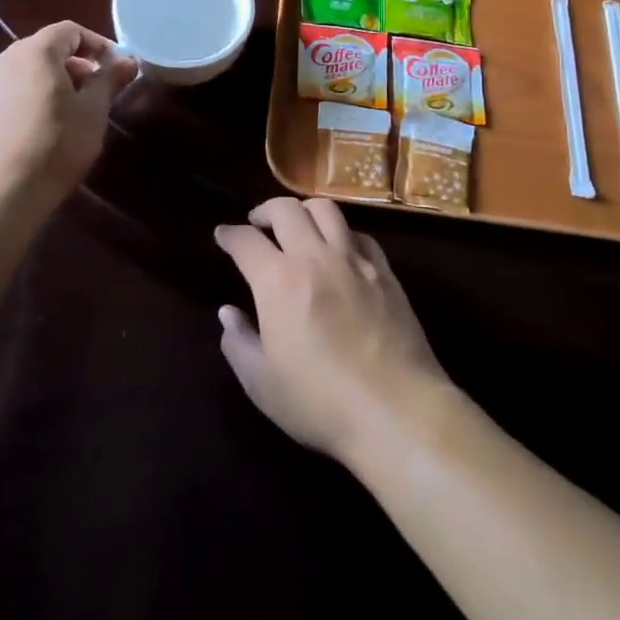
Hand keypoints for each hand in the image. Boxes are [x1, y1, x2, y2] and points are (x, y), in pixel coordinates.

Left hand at [0, 22, 138, 213]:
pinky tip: (44, 127)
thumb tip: (128, 61)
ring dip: (54, 81)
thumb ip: (109, 80)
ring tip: (73, 112)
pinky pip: (11, 89)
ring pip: (27, 70)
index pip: (69, 31)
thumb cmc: (54, 147)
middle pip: (47, 48)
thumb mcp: (92, 113)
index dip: (97, 44)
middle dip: (77, 64)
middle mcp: (4, 59)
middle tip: (98, 91)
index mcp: (34, 52)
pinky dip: (32, 96)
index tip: (115, 67)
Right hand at [214, 196, 452, 466]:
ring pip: (325, 209)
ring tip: (298, 225)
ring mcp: (353, 259)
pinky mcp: (384, 270)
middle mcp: (314, 256)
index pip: (246, 240)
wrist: (396, 411)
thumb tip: (228, 312)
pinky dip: (341, 233)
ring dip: (304, 210)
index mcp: (278, 280)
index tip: (222, 234)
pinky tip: (339, 249)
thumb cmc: (320, 402)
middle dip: (265, 210)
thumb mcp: (263, 384)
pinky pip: (358, 234)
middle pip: (286, 209)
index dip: (229, 234)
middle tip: (257, 223)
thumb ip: (239, 342)